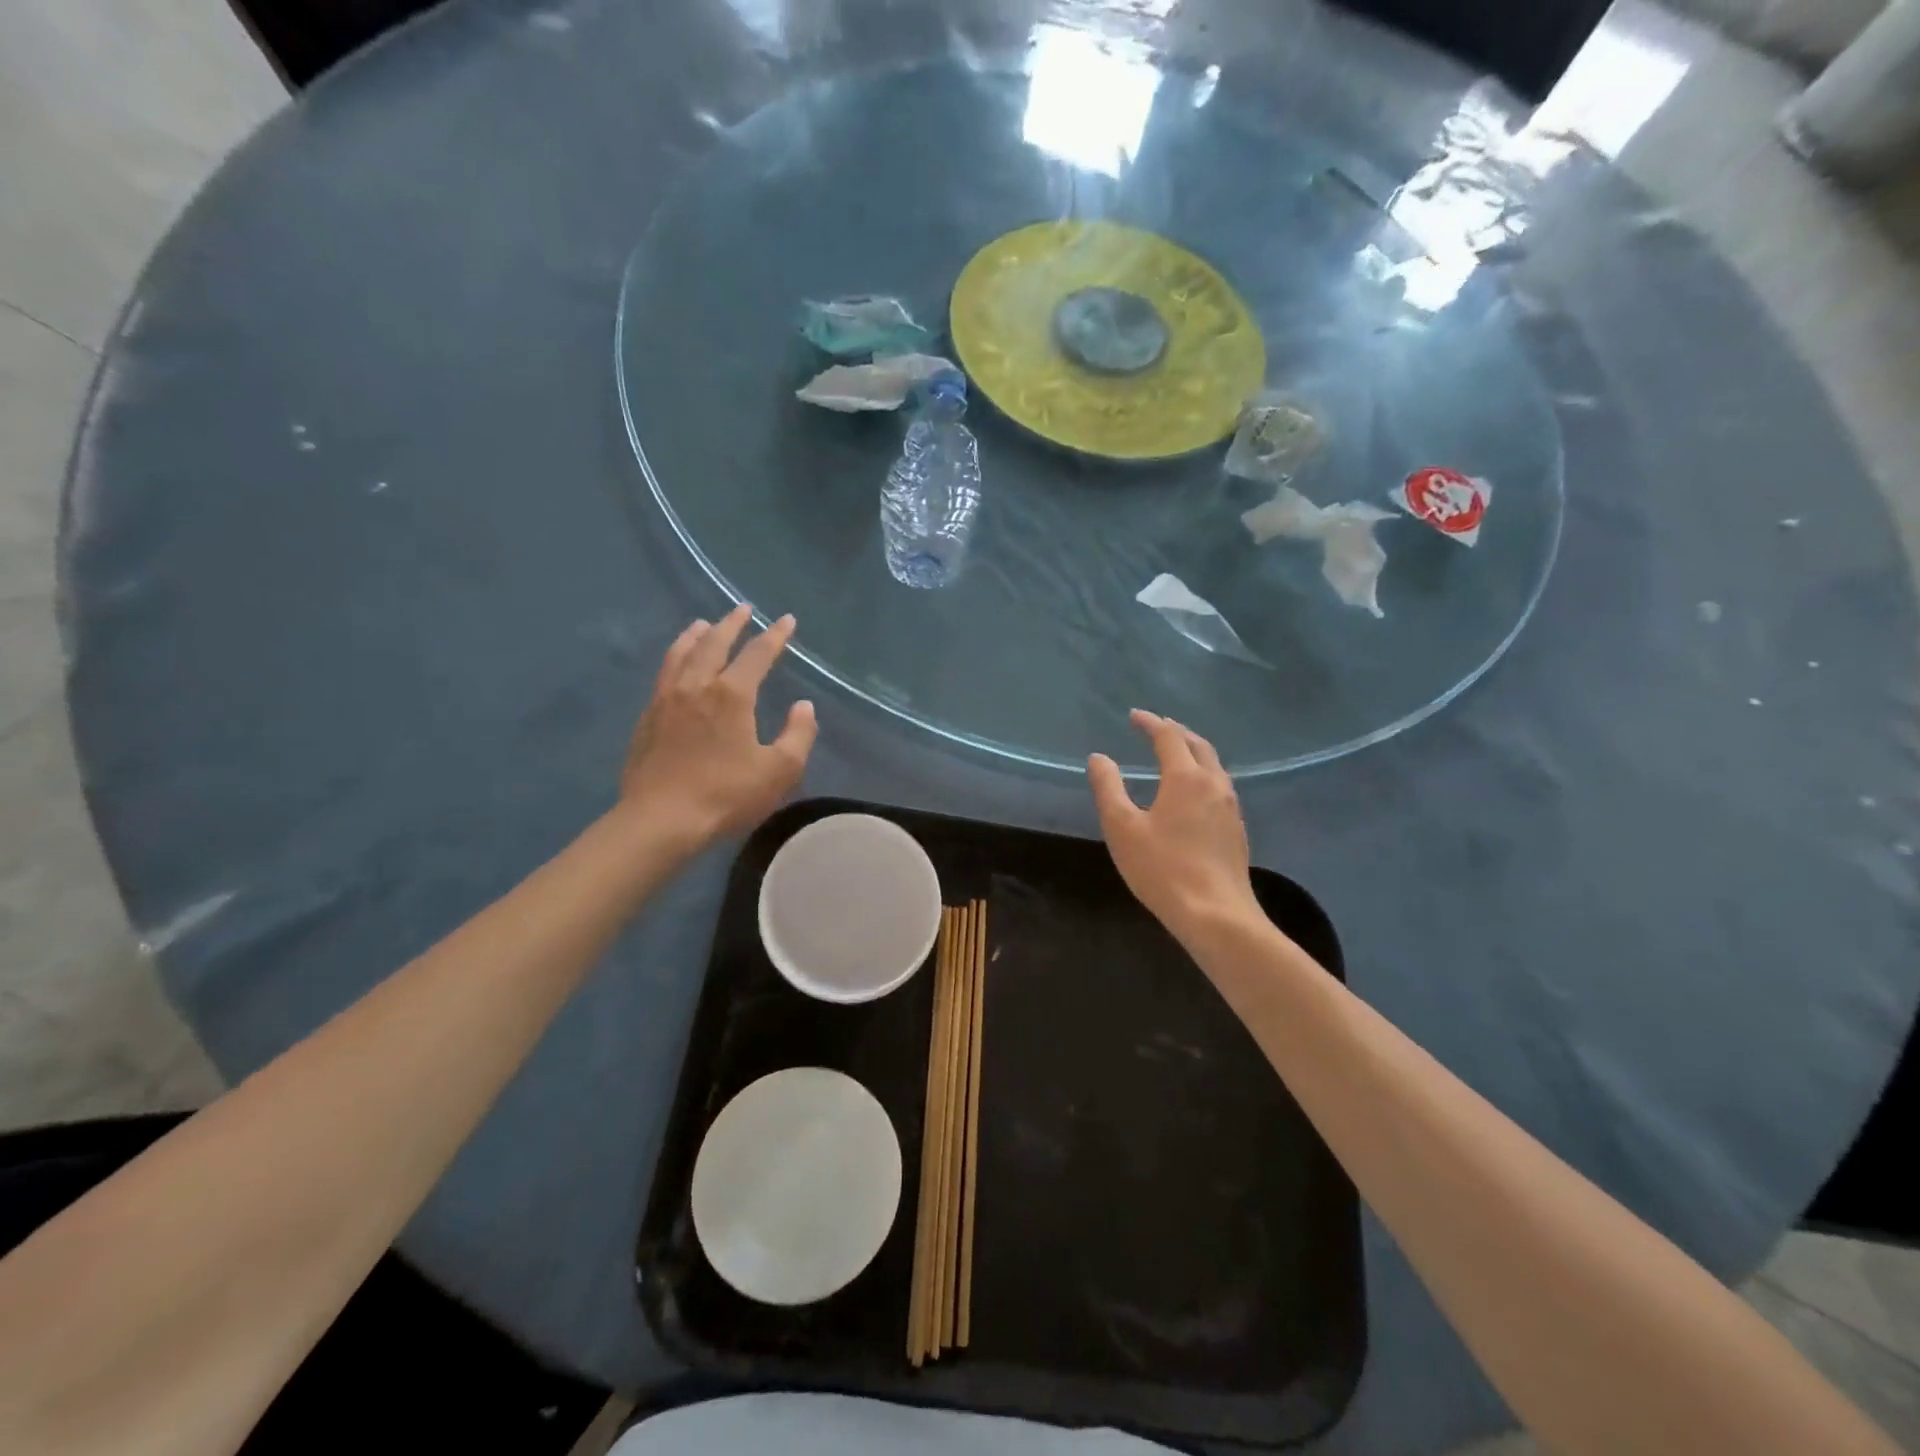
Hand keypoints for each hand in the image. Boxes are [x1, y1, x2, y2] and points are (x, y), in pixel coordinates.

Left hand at [620, 605, 816, 844]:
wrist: (660, 820)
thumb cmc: (726, 795)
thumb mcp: (779, 770)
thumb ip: (798, 734)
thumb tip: (803, 706)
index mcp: (732, 694)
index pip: (758, 654)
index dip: (775, 635)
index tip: (786, 620)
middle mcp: (697, 685)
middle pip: (714, 642)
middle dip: (732, 624)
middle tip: (743, 609)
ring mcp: (667, 699)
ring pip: (682, 653)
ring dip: (696, 635)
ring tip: (703, 624)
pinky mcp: (648, 717)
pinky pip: (664, 673)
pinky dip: (676, 657)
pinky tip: (677, 665)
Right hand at [1088, 711, 1261, 946]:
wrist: (1216, 914)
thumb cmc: (1162, 868)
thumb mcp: (1122, 827)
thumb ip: (1108, 788)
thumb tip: (1099, 758)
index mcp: (1186, 778)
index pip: (1168, 736)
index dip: (1150, 723)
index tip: (1134, 716)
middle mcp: (1214, 784)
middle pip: (1198, 745)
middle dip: (1176, 731)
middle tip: (1156, 727)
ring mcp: (1231, 807)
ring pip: (1213, 765)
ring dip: (1193, 751)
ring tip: (1175, 753)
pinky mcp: (1236, 829)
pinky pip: (1220, 786)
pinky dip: (1203, 773)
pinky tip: (1193, 791)